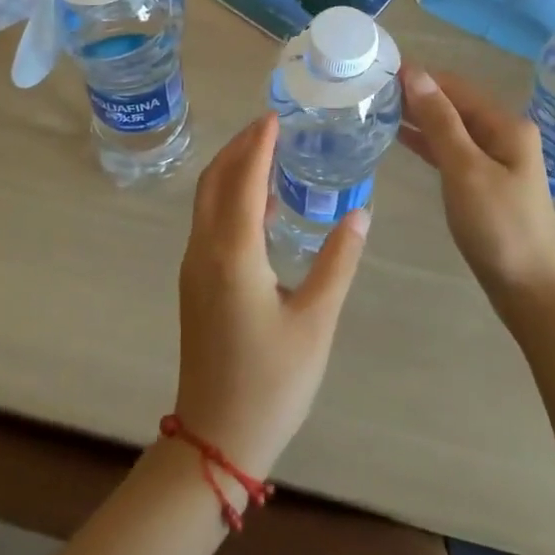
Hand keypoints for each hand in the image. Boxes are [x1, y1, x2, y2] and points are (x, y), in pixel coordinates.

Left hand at [173, 114, 368, 479]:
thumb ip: (338, 261)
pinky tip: (259, 204)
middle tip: (272, 124)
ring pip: (206, 200)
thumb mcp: (316, 320)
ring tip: (267, 151)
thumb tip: (360, 212)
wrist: (215, 440)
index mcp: (233, 253)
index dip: (259, 144)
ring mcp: (194, 268)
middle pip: (215, 180)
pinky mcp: (195, 284)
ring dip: (231, 169)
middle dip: (240, 147)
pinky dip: (228, 196)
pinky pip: (208, 222)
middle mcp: (205, 250)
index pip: (243, 180)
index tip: (276, 114)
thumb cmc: (271, 381)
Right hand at [399, 65, 554, 320]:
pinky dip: (428, 143)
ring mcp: (496, 160)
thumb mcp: (465, 169)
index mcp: (506, 125)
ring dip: (420, 118)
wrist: (529, 289)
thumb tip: (415, 73)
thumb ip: (440, 120)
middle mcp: (504, 135)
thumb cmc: (498, 226)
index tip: (380, 69)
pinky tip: (401, 138)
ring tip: (379, 108)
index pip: (456, 86)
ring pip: (452, 128)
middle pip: (455, 105)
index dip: (420, 76)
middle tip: (372, 89)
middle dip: (417, 95)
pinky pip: (453, 151)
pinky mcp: (486, 183)